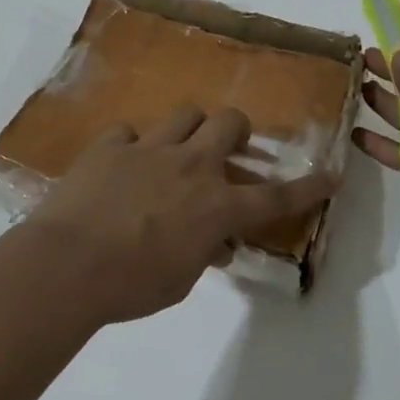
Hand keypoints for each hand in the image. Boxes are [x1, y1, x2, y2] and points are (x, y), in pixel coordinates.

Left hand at [26, 105, 338, 324]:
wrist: (68, 265)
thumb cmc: (131, 285)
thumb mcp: (180, 279)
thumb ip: (202, 253)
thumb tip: (214, 244)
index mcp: (217, 207)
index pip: (276, 197)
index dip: (308, 187)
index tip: (331, 175)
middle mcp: (192, 167)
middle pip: (230, 122)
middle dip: (237, 130)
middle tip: (228, 147)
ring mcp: (150, 149)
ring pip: (186, 114)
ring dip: (189, 129)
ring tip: (177, 150)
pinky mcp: (111, 146)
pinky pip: (130, 132)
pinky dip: (133, 146)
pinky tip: (122, 166)